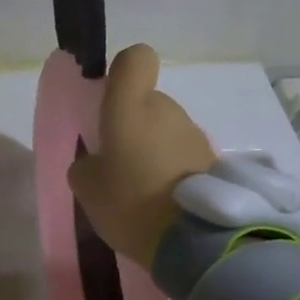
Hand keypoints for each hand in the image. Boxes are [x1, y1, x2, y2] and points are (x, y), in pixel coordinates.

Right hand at [66, 43, 215, 268]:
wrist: (193, 240)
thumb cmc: (130, 203)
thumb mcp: (87, 188)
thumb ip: (86, 165)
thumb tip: (97, 162)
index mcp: (131, 107)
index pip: (135, 59)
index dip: (122, 73)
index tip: (110, 102)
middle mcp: (167, 110)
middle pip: (148, 102)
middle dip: (134, 126)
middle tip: (120, 166)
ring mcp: (194, 134)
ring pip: (166, 129)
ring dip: (154, 150)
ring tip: (143, 191)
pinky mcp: (213, 160)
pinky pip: (183, 154)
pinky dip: (173, 170)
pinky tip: (164, 202)